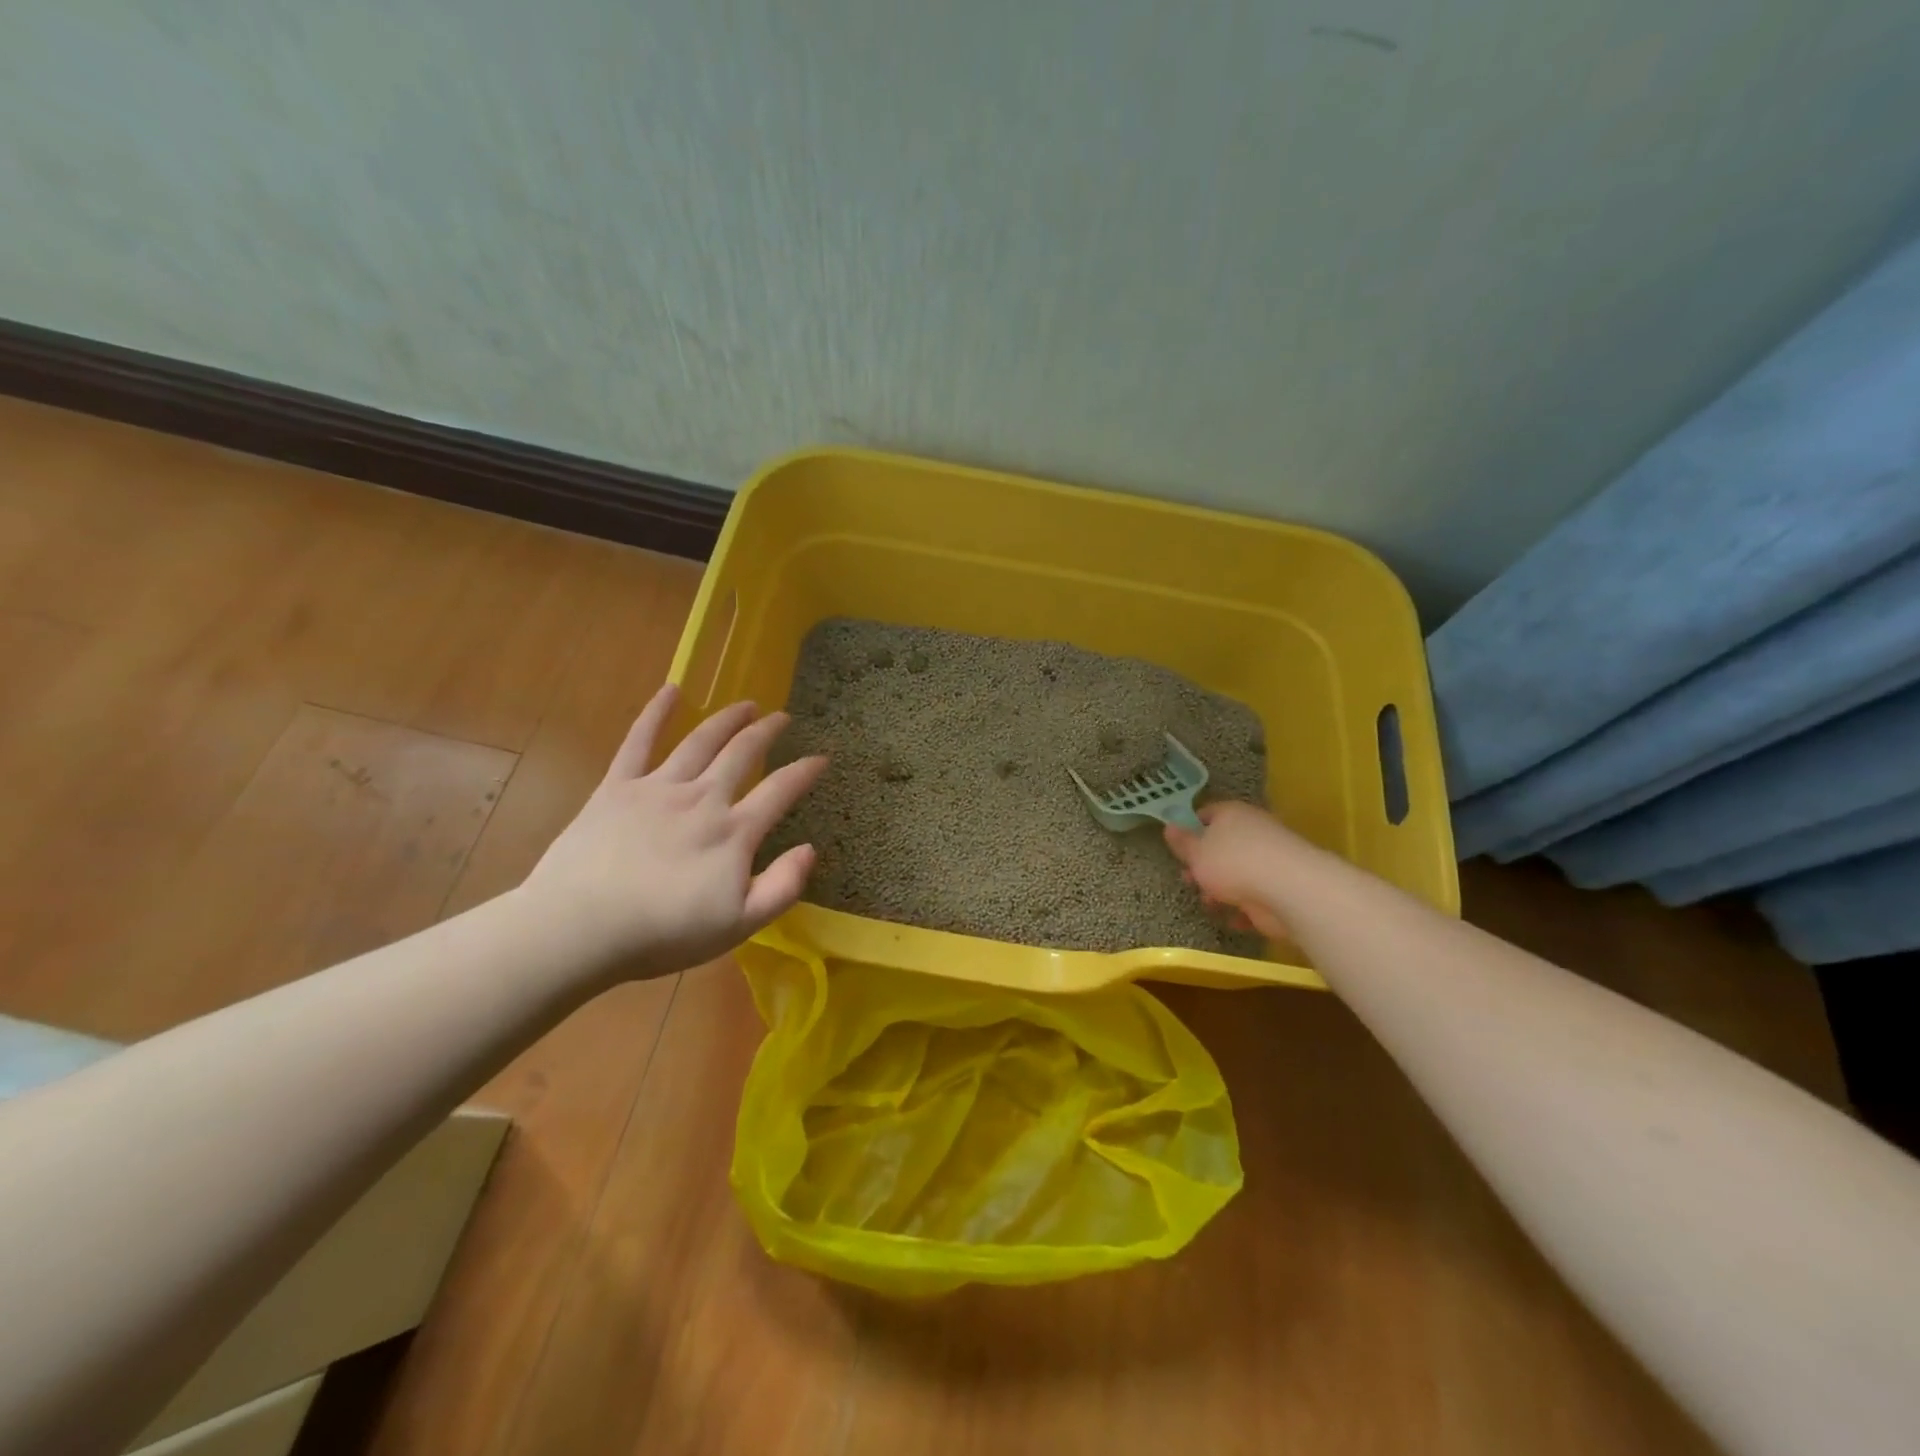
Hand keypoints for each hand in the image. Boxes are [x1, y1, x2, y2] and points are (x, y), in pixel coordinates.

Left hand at [520, 684, 826, 979]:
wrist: (579, 928)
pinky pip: (639, 741)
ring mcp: (659, 788)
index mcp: (733, 832)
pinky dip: (656, 713)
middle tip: (782, 718)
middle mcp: (702, 798)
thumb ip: (781, 887)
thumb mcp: (738, 925)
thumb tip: (810, 849)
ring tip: (746, 705)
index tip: (821, 758)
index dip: (805, 772)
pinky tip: (671, 690)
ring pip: (701, 741)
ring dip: (727, 719)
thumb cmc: (662, 933)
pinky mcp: (617, 787)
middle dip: (767, 732)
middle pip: (742, 754)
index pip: (780, 791)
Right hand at [1162, 801, 1306, 940]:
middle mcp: (1253, 831)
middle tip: (1189, 879)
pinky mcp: (1280, 887)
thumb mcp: (1196, 853)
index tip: (1177, 847)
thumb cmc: (1233, 864)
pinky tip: (1233, 919)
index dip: (1190, 828)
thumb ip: (1182, 842)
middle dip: (1204, 865)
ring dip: (1221, 889)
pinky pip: (1255, 895)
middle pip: (1222, 845)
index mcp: (1232, 815)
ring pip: (1238, 872)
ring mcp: (1270, 860)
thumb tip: (1169, 826)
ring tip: (1209, 904)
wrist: (1289, 891)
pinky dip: (1243, 908)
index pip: (1207, 814)